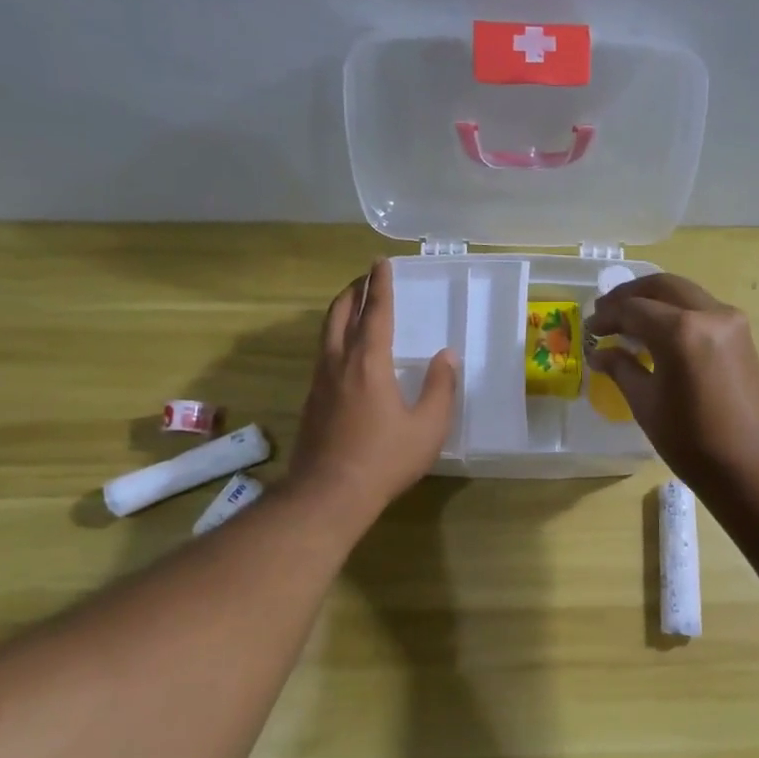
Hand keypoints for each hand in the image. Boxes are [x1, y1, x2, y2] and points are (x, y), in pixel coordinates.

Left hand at [290, 260, 457, 521]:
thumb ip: (440, 388)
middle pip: (340, 314)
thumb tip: (447, 356)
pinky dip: (334, 339)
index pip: (375, 313)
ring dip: (340, 313)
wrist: (329, 494)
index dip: (380, 286)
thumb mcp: (428, 427)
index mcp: (369, 363)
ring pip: (326, 334)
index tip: (380, 263)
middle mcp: (339, 364)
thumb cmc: (385, 459)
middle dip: (353, 291)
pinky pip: (323, 356)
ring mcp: (320, 382)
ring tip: (353, 306)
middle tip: (365, 278)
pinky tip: (344, 354)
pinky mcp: (311, 402)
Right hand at [585, 273, 758, 493]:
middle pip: (662, 287)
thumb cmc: (692, 441)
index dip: (607, 317)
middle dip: (629, 295)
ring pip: (684, 293)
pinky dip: (676, 311)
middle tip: (605, 312)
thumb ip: (621, 369)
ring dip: (654, 300)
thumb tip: (599, 353)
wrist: (753, 465)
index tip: (589, 329)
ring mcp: (731, 321)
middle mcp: (709, 314)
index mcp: (681, 332)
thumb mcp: (646, 404)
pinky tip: (658, 331)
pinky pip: (702, 308)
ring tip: (628, 319)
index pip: (633, 309)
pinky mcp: (742, 334)